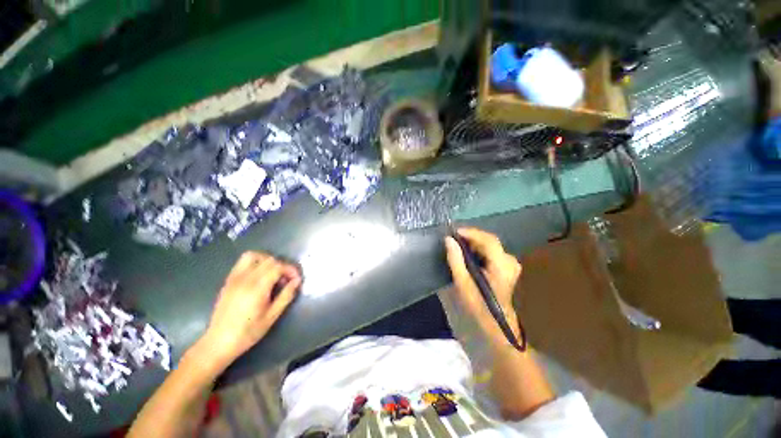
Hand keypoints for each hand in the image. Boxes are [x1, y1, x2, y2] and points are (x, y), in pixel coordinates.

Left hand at [199, 252, 300, 368]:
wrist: (218, 342)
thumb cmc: (248, 332)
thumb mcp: (272, 317)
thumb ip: (286, 296)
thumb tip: (297, 281)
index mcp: (257, 288)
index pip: (278, 266)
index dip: (290, 270)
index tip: (296, 279)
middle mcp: (245, 278)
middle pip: (269, 260)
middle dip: (282, 266)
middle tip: (286, 280)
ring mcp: (234, 278)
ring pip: (253, 256)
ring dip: (267, 260)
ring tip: (273, 273)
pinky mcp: (228, 281)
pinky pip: (242, 262)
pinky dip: (255, 263)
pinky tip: (259, 277)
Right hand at [444, 228, 521, 340]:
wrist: (496, 322)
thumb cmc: (478, 304)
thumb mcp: (463, 283)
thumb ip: (455, 259)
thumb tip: (448, 239)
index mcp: (502, 265)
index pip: (488, 240)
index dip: (471, 233)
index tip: (454, 232)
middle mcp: (509, 260)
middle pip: (490, 240)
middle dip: (471, 237)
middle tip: (454, 239)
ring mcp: (510, 263)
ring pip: (490, 244)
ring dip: (474, 243)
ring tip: (458, 245)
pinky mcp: (507, 265)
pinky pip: (491, 250)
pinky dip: (479, 249)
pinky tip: (468, 253)